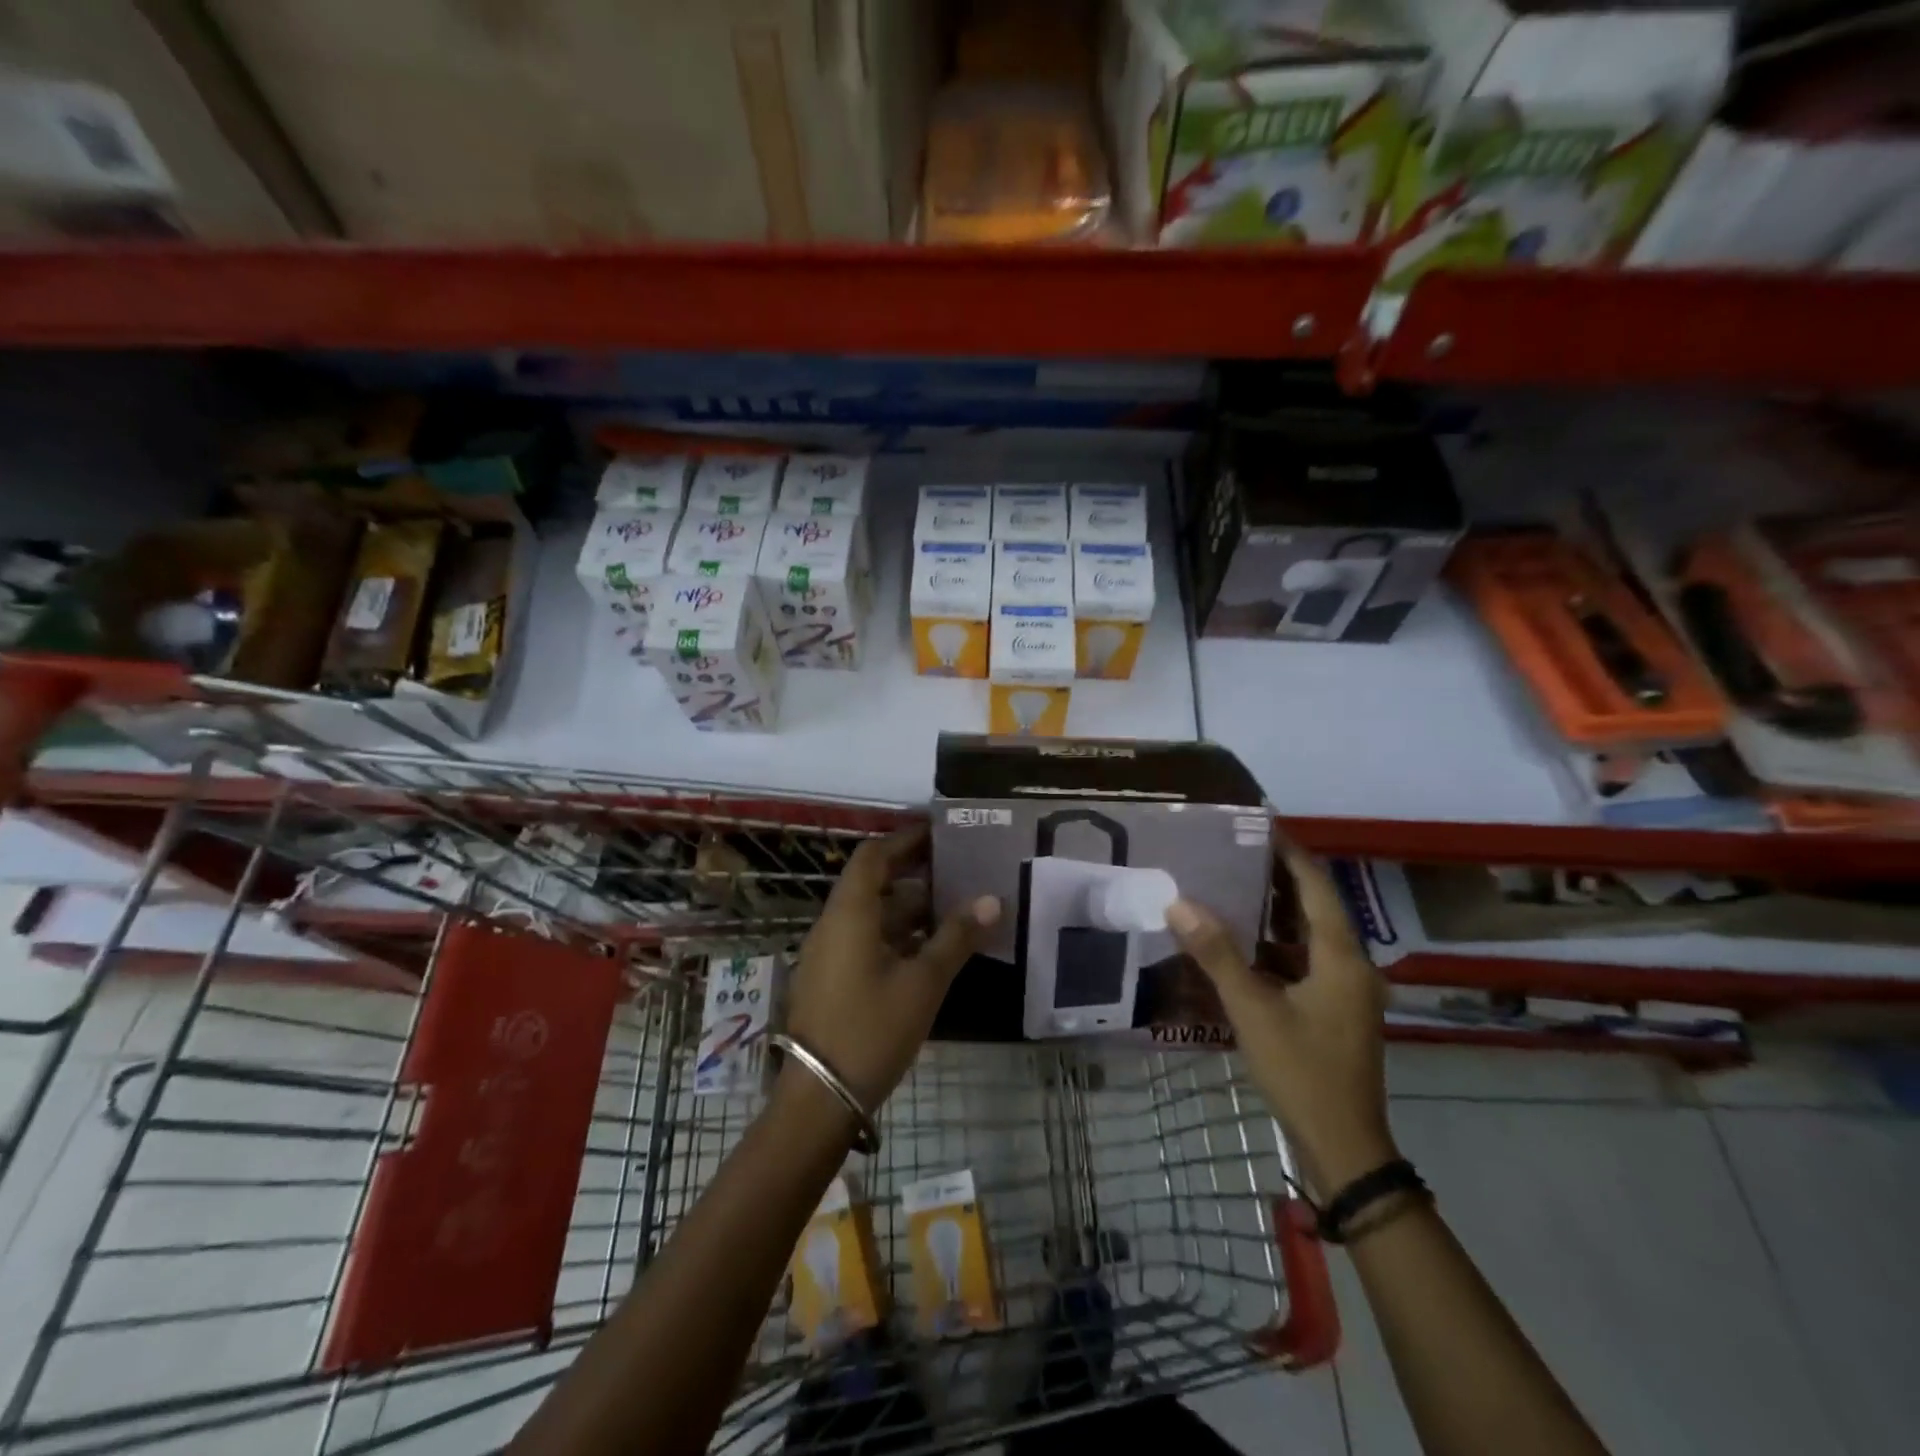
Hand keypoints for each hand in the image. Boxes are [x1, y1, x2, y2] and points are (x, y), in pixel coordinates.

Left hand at [782, 825, 999, 1118]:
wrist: (819, 1098)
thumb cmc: (872, 1029)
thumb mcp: (923, 982)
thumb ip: (957, 938)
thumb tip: (992, 900)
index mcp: (850, 913)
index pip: (874, 856)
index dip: (906, 839)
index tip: (941, 832)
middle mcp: (834, 924)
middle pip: (874, 882)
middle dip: (914, 872)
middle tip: (957, 866)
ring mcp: (829, 953)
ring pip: (872, 914)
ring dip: (909, 907)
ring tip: (954, 905)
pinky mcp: (832, 978)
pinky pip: (866, 939)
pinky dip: (897, 934)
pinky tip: (930, 948)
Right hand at [1166, 843, 1395, 1195]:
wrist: (1344, 1147)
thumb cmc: (1303, 1071)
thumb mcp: (1253, 1009)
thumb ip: (1216, 954)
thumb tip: (1179, 903)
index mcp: (1341, 956)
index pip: (1315, 885)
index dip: (1288, 852)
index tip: (1256, 825)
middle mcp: (1350, 964)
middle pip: (1314, 905)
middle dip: (1276, 877)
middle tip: (1232, 851)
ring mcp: (1345, 989)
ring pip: (1309, 934)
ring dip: (1274, 911)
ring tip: (1229, 885)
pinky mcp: (1334, 1009)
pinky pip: (1304, 960)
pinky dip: (1275, 944)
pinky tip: (1241, 942)